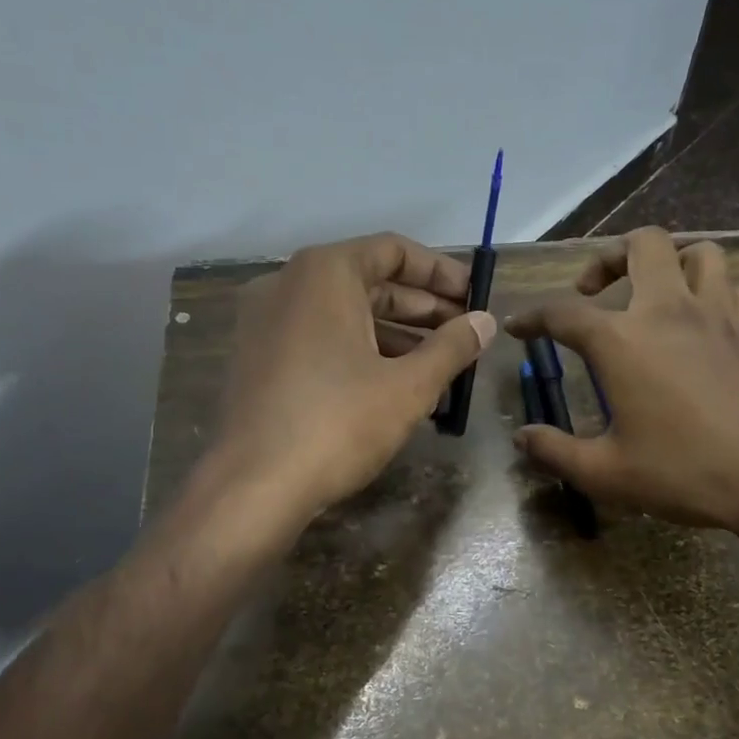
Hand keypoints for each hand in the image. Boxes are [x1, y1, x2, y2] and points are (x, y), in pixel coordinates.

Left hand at [217, 232, 495, 520]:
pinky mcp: (259, 358)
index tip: (475, 297)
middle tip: (465, 335)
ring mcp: (266, 322)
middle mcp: (288, 284)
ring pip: (345, 315)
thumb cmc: (338, 423)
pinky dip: (361, 353)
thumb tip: (486, 322)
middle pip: (369, 282)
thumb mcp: (408, 386)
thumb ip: (452, 347)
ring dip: (397, 337)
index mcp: (324, 273)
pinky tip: (396, 388)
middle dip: (422, 309)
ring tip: (440, 369)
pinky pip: (320, 339)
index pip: (393, 251)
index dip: (441, 272)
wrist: (253, 487)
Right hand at [505, 227, 738, 530]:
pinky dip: (715, 293)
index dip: (533, 316)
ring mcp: (719, 315)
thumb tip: (522, 438)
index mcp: (622, 341)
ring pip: (699, 252)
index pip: (562, 313)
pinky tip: (705, 321)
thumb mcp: (605, 473)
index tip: (518, 326)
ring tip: (654, 292)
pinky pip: (735, 289)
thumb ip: (555, 452)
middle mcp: (668, 311)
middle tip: (593, 290)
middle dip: (609, 256)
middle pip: (642, 244)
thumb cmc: (684, 472)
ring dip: (670, 262)